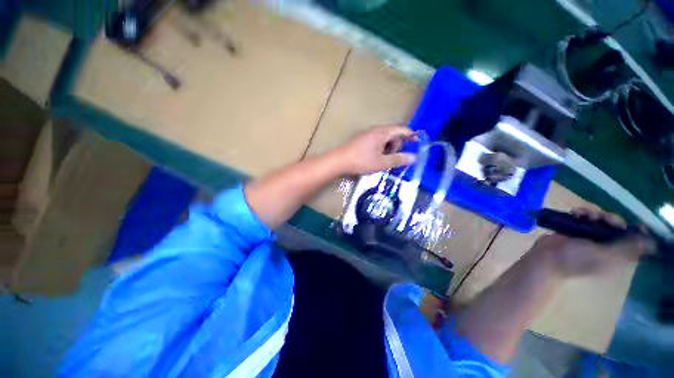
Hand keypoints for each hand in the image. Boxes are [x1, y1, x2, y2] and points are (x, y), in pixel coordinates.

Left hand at [334, 124, 416, 174]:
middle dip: (398, 145)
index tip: (417, 143)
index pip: (402, 129)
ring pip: (385, 138)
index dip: (411, 135)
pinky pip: (377, 140)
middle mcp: (376, 130)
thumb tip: (414, 157)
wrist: (339, 161)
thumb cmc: (361, 161)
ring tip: (383, 160)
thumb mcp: (382, 163)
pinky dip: (381, 148)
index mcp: (382, 132)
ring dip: (389, 148)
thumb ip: (399, 159)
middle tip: (394, 158)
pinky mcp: (362, 139)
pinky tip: (375, 158)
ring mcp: (368, 134)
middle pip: (394, 133)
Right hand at [530, 208, 654, 277]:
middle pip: (616, 227)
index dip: (633, 231)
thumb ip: (627, 249)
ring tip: (583, 214)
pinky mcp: (575, 230)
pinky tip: (574, 213)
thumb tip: (651, 244)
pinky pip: (583, 218)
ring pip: (599, 220)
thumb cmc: (576, 259)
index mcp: (615, 254)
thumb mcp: (604, 256)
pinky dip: (581, 213)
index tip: (628, 224)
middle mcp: (605, 245)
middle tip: (601, 218)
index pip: (631, 241)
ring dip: (594, 214)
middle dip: (610, 219)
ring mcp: (589, 237)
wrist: (547, 258)